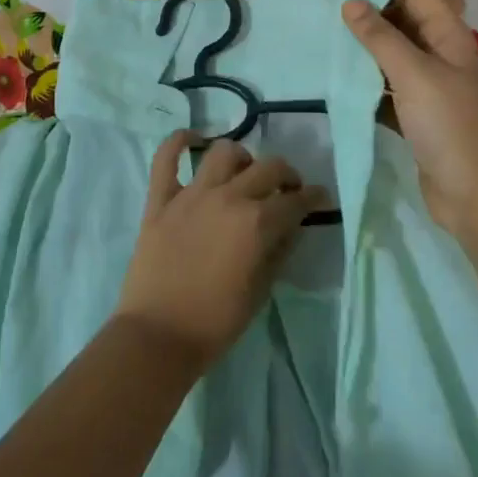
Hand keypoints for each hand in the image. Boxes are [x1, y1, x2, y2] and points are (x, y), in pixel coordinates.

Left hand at [113, 133, 330, 372]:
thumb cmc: (215, 323)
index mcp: (256, 223)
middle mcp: (228, 198)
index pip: (295, 200)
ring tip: (244, 173)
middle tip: (287, 188)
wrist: (157, 337)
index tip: (320, 197)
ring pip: (223, 152)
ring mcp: (191, 194)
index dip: (313, 197)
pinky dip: (179, 141)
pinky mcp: (160, 200)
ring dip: (242, 157)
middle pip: (267, 167)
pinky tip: (193, 139)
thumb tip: (291, 226)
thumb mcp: (261, 292)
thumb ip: (279, 252)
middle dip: (286, 174)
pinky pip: (166, 157)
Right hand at [343, 0, 477, 238]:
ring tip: (324, 28)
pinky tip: (336, 72)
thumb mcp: (414, 74)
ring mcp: (429, 85)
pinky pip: (386, 84)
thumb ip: (381, 37)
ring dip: (364, 44)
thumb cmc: (449, 126)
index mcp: (449, 35)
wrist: (474, 196)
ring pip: (392, 53)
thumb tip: (352, 1)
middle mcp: (440, 53)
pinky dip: (365, 78)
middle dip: (369, 9)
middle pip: (403, 19)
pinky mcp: (415, 112)